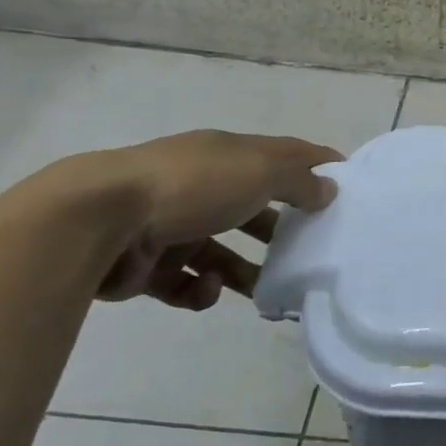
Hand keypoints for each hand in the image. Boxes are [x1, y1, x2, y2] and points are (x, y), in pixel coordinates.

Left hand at [85, 131, 340, 309]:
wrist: (98, 220)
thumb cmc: (192, 185)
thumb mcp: (260, 172)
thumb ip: (300, 181)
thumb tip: (329, 188)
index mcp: (227, 154)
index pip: (282, 155)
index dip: (315, 166)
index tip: (346, 186)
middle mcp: (200, 184)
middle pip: (251, 206)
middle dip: (280, 228)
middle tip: (309, 250)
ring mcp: (170, 224)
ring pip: (219, 251)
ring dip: (244, 270)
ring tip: (268, 290)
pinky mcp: (146, 265)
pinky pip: (185, 282)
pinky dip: (201, 289)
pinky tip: (206, 287)